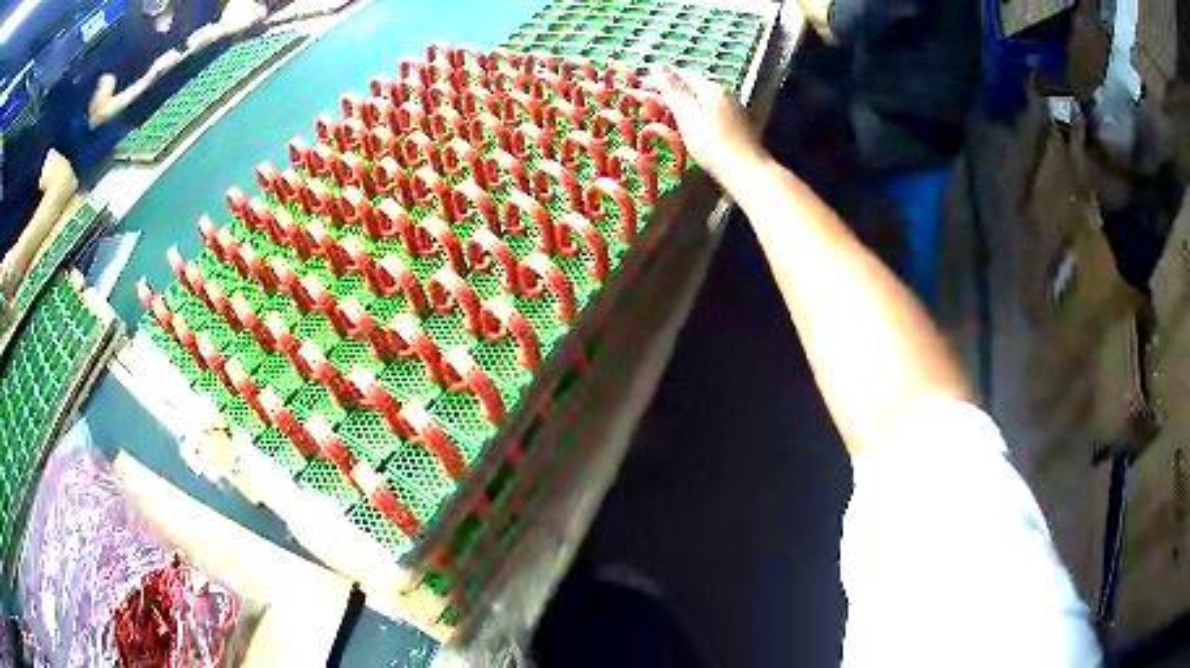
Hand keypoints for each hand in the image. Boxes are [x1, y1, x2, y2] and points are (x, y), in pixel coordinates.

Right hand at [647, 65, 765, 180]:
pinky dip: (700, 115)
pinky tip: (694, 124)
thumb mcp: (686, 114)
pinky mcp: (740, 128)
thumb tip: (660, 67)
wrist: (745, 170)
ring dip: (688, 102)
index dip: (664, 77)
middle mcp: (727, 95)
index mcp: (712, 88)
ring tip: (671, 109)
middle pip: (697, 87)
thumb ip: (673, 91)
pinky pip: (714, 114)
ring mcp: (736, 111)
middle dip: (676, 89)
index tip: (645, 83)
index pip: (684, 75)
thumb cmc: (711, 141)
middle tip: (655, 96)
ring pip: (706, 101)